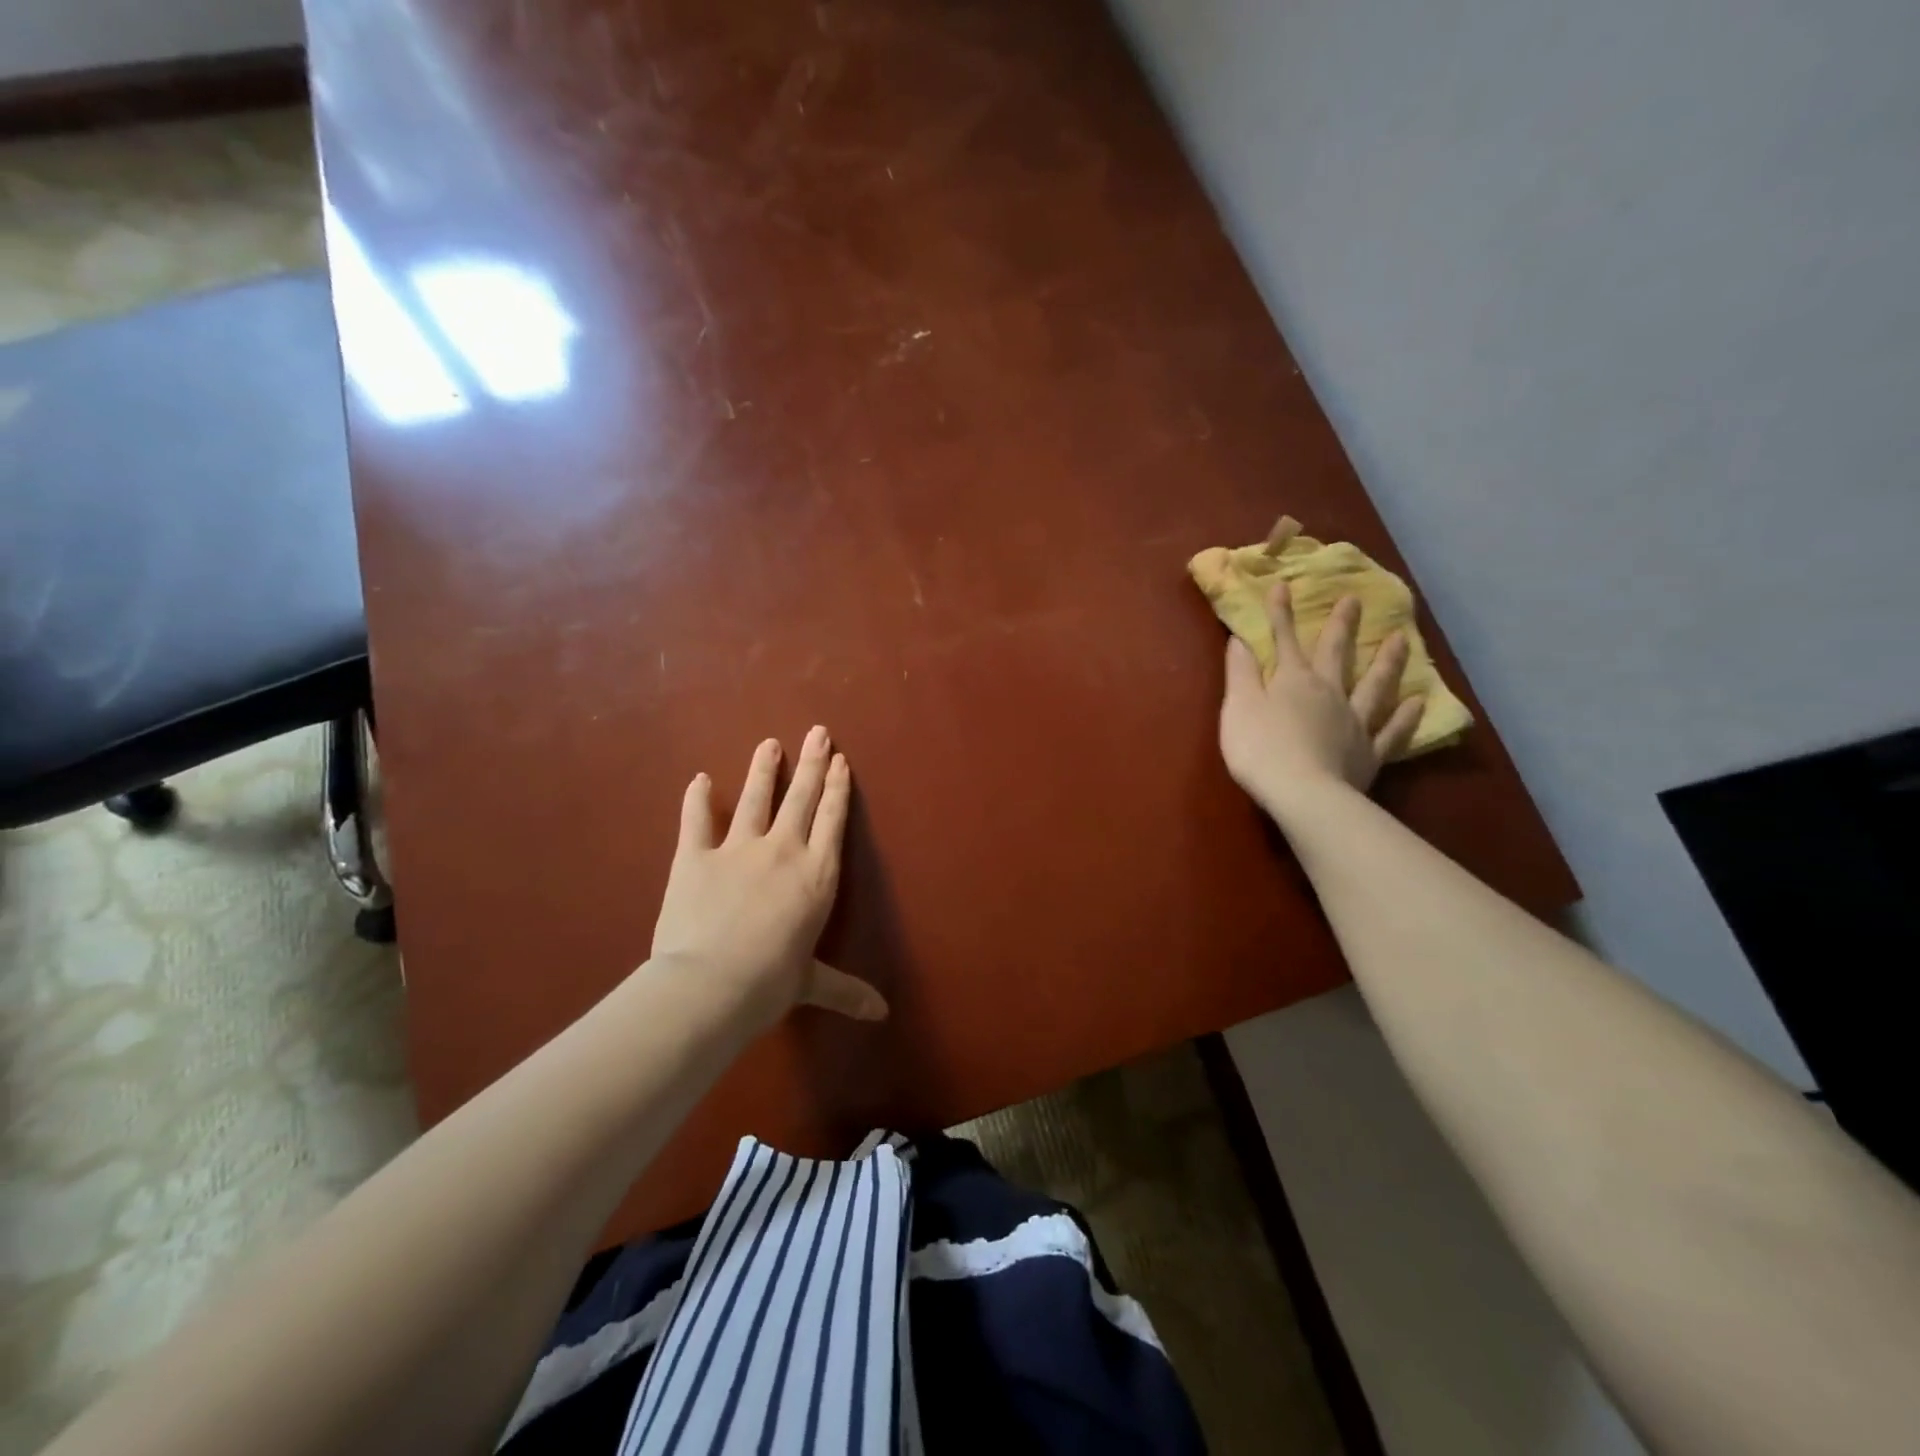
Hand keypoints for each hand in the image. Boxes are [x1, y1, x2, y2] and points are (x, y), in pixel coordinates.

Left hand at [650, 727, 887, 1031]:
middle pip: (801, 798)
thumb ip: (845, 992)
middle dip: (812, 762)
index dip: (837, 789)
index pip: (832, 821)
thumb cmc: (770, 984)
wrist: (709, 985)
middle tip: (818, 731)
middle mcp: (783, 851)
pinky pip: (696, 819)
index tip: (841, 761)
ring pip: (754, 798)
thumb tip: (882, 1015)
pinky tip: (698, 778)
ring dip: (763, 769)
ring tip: (769, 743)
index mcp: (816, 875)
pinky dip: (696, 798)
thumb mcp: (811, 984)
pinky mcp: (694, 856)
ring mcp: (737, 849)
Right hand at [1219, 583, 1425, 816]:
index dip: (1281, 613)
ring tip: (1401, 638)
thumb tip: (1240, 639)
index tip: (1283, 585)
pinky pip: (1392, 731)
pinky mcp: (1369, 753)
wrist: (1302, 794)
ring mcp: (1354, 722)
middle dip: (1341, 626)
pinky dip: (1406, 716)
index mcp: (1293, 681)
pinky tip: (1417, 701)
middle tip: (1355, 599)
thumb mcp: (1239, 707)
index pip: (1285, 640)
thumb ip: (1241, 672)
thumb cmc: (1260, 748)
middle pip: (1337, 654)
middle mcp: (1329, 693)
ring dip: (1387, 661)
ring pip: (1374, 685)